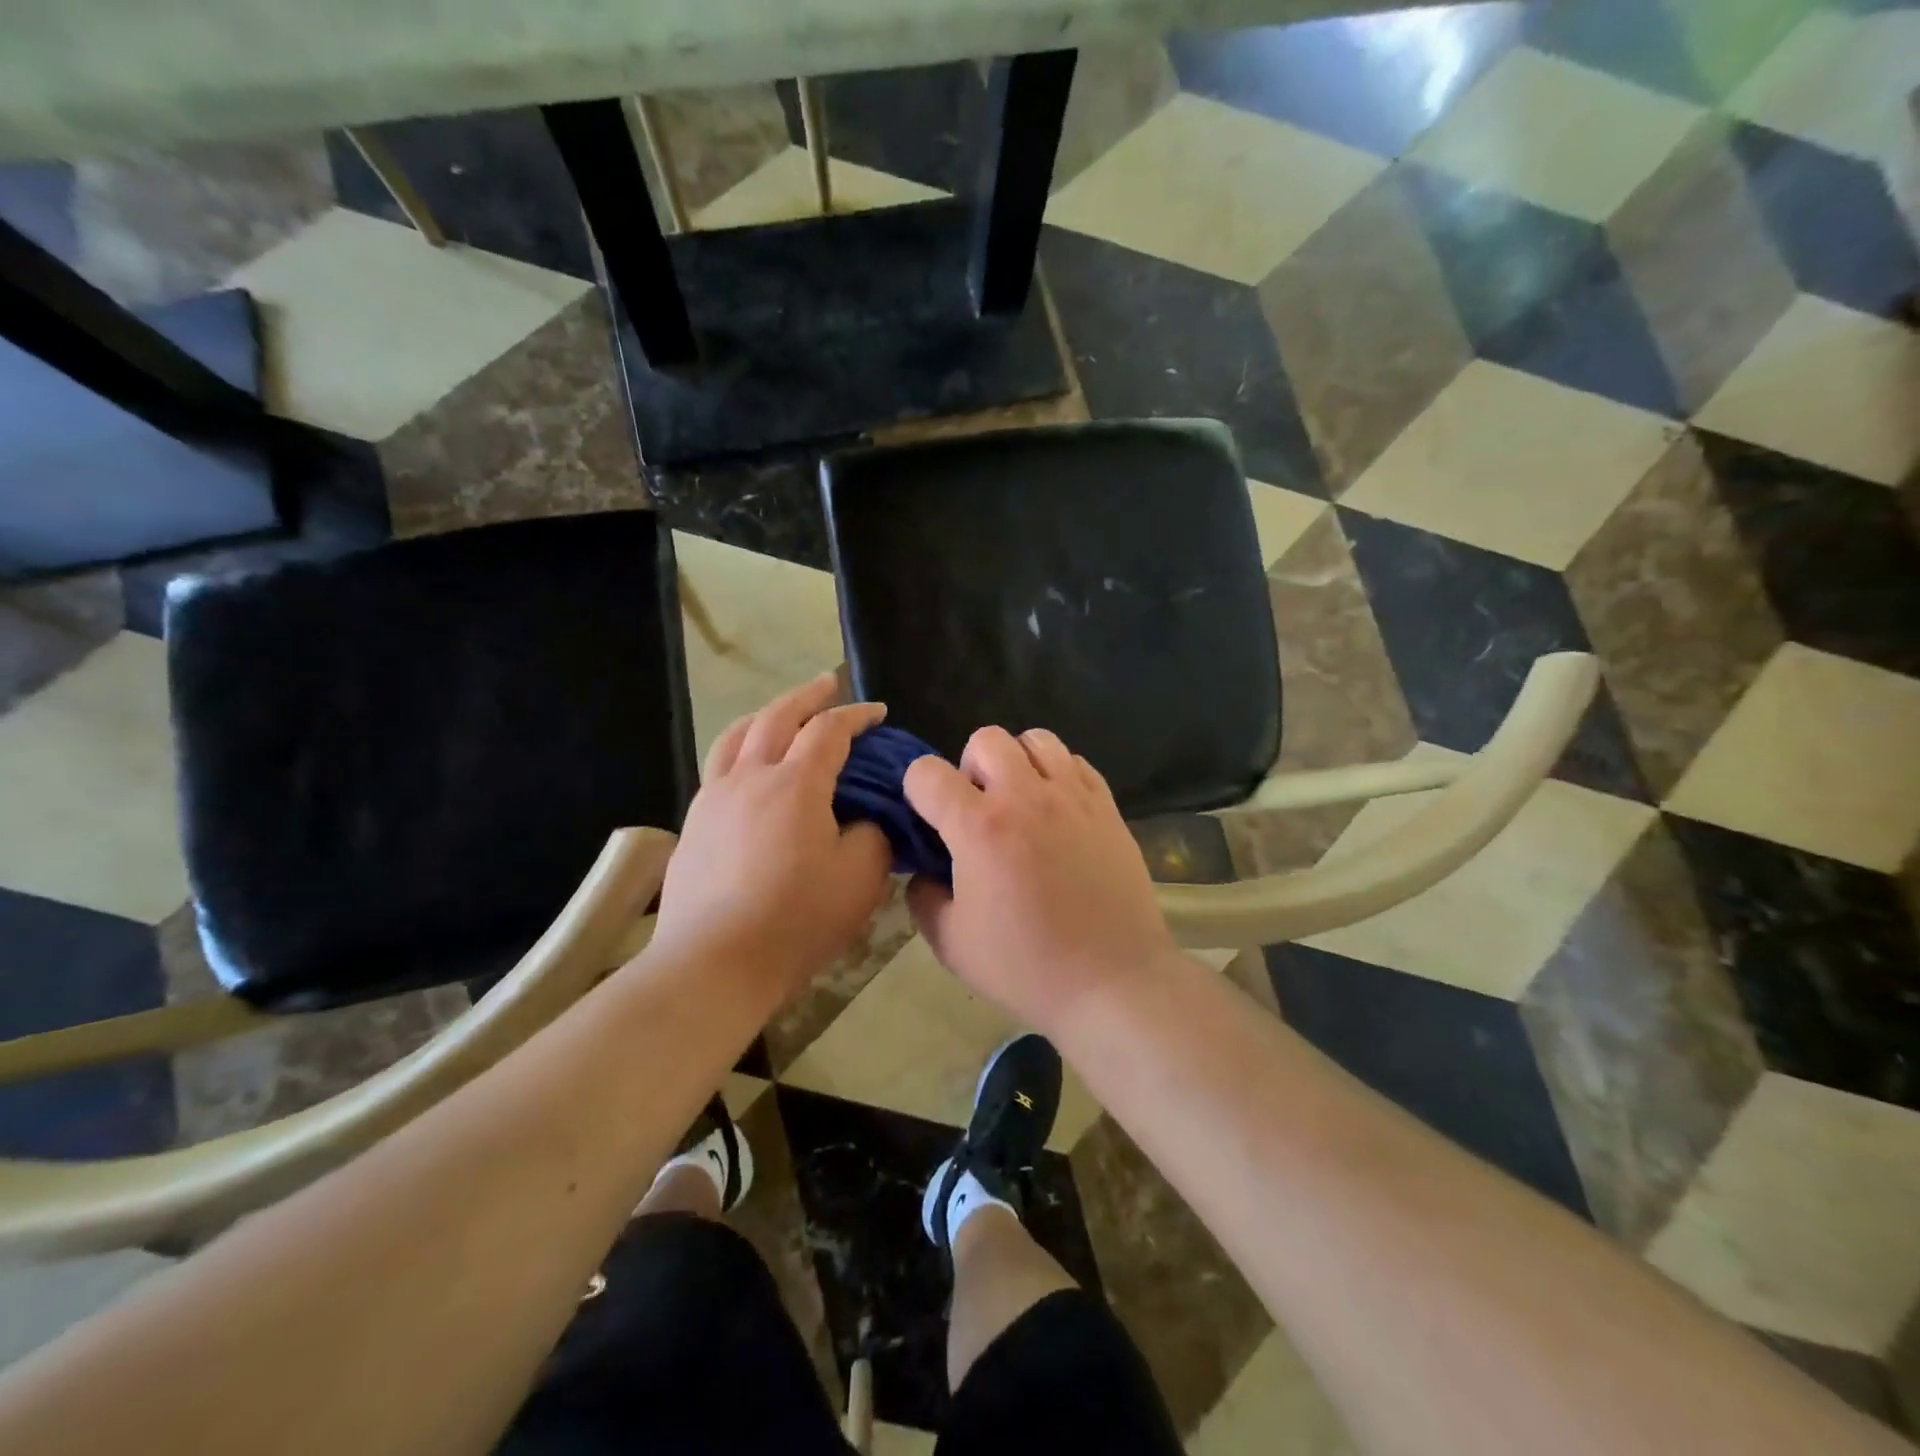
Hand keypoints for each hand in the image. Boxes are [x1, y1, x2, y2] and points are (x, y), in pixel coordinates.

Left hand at [648, 674, 892, 1002]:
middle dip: (807, 697)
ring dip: (765, 716)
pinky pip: (718, 767)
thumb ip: (873, 836)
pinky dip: (740, 750)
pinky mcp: (693, 825)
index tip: (877, 712)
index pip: (829, 730)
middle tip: (827, 685)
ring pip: (736, 736)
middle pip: (777, 717)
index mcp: (796, 784)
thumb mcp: (861, 879)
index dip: (857, 715)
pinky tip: (748, 770)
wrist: (714, 963)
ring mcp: (714, 799)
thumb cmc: (797, 920)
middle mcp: (750, 777)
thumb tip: (866, 819)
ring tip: (781, 715)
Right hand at [903, 726, 1178, 1034]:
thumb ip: (923, 896)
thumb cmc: (1026, 967)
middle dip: (970, 768)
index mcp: (979, 827)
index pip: (926, 772)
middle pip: (985, 739)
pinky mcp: (1107, 806)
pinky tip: (1058, 812)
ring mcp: (1072, 797)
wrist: (1112, 981)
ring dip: (1017, 762)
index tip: (929, 819)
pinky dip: (1058, 775)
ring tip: (1021, 803)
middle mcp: (1024, 796)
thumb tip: (924, 871)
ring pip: (1036, 739)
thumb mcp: (951, 943)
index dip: (917, 790)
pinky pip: (1076, 762)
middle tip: (979, 811)